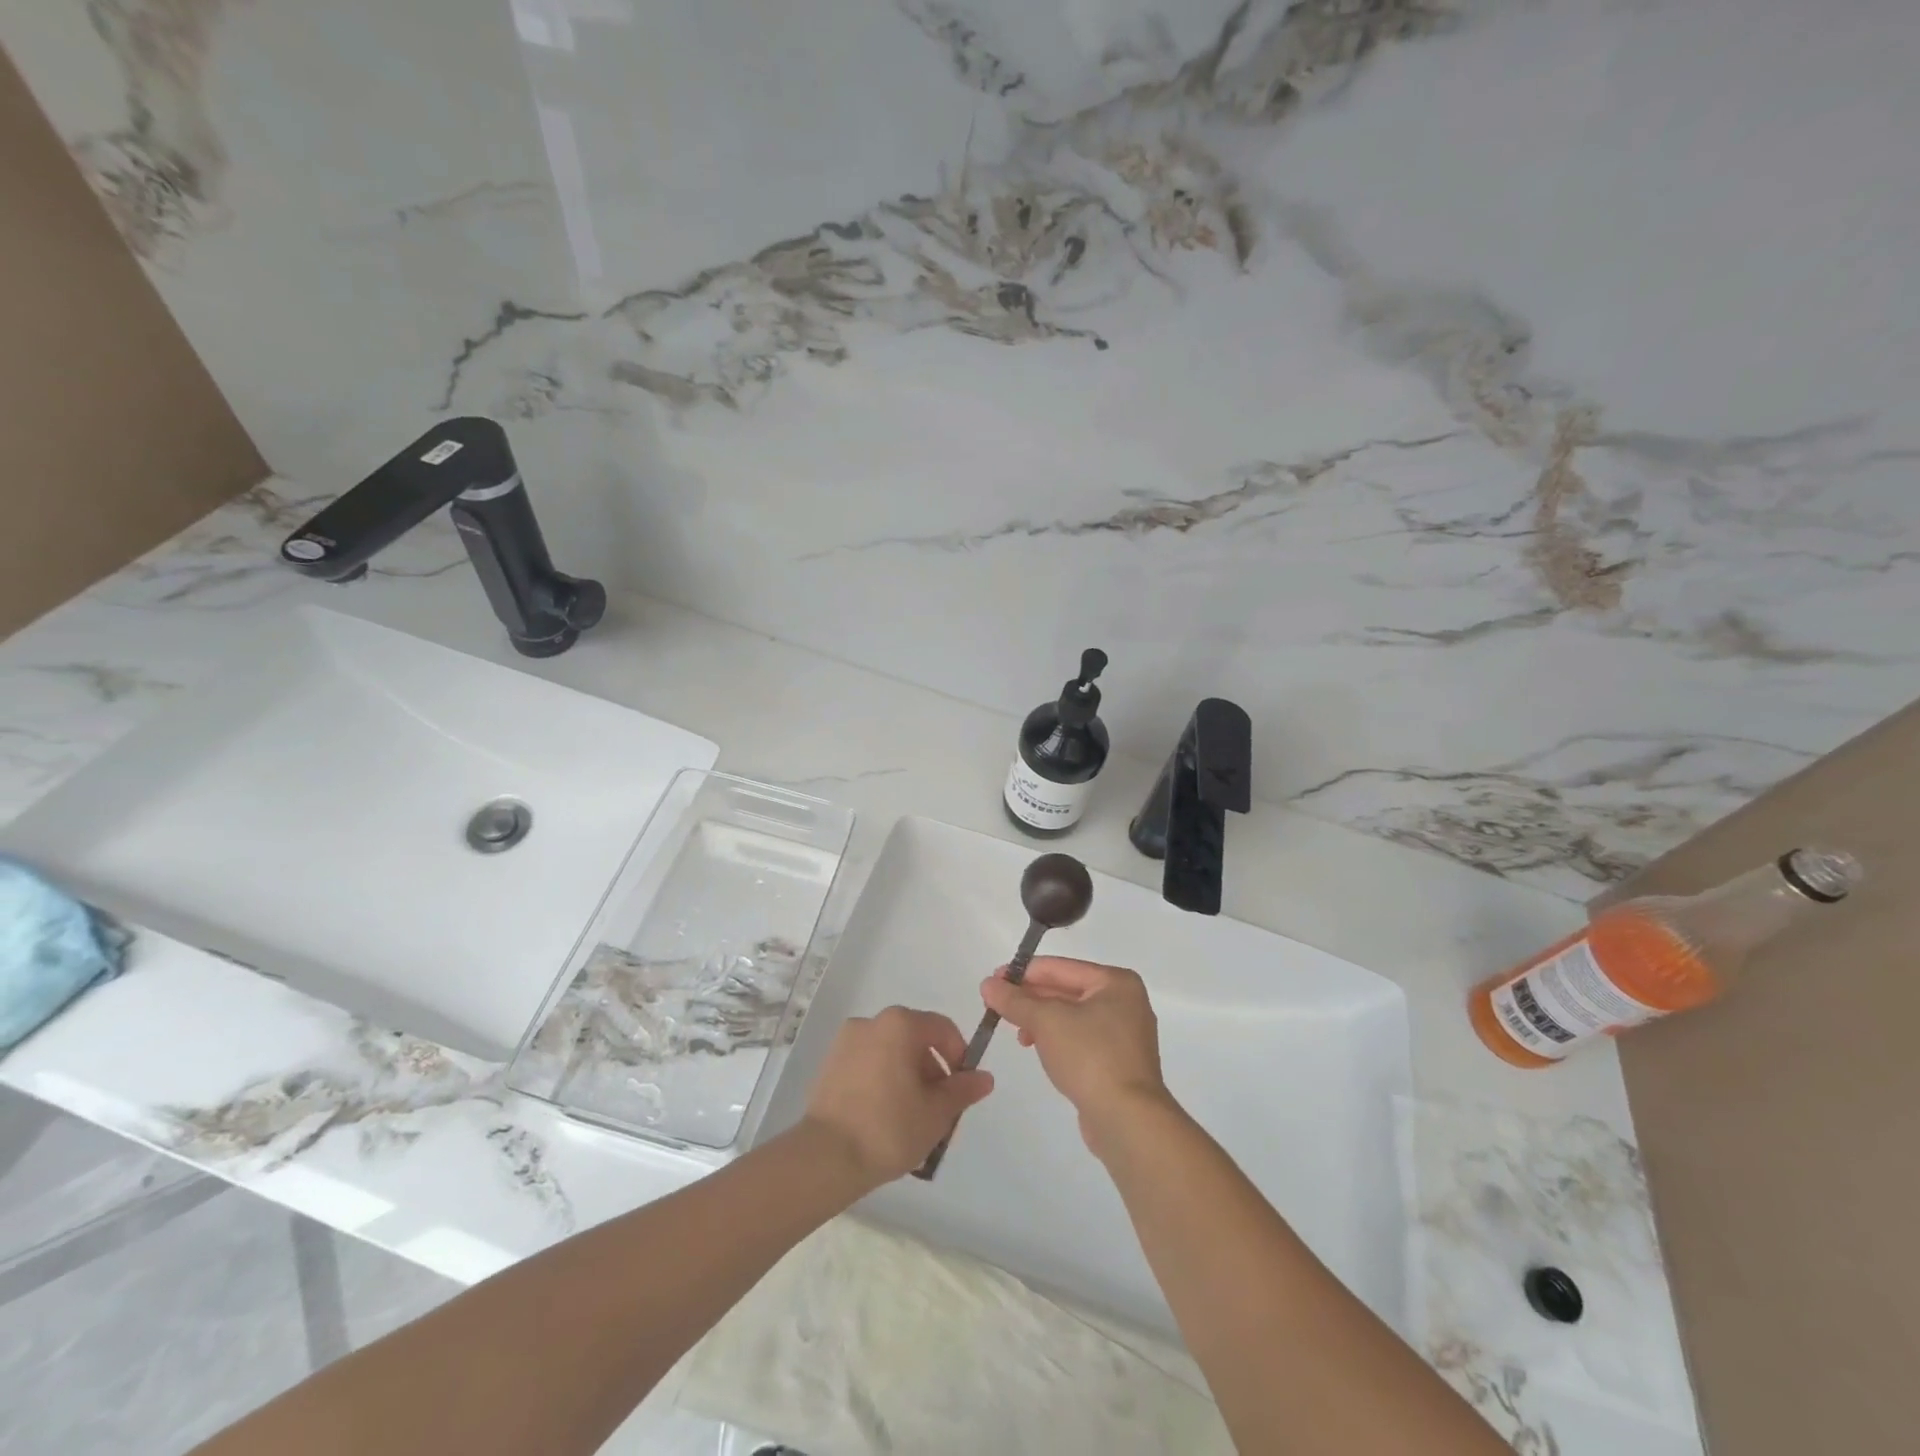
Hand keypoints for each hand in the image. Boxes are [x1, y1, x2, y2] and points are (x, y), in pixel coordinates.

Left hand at [801, 1006, 994, 1186]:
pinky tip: (885, 1119)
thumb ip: (963, 1090)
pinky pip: (868, 1065)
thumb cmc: (889, 1128)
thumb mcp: (937, 1113)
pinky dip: (883, 1082)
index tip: (962, 1089)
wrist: (825, 1157)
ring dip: (908, 1078)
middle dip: (933, 1072)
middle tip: (939, 1111)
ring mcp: (846, 1042)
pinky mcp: (829, 1065)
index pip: (942, 1028)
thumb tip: (984, 1077)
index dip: (959, 1056)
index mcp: (900, 1024)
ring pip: (891, 1053)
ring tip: (912, 1120)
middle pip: (915, 1040)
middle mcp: (872, 1022)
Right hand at [979, 958, 1172, 1156]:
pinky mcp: (1118, 1063)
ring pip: (1072, 1017)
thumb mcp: (1046, 1021)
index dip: (1023, 973)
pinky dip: (1057, 1039)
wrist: (1127, 1120)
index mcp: (1116, 982)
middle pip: (1067, 991)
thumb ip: (1015, 1000)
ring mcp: (1124, 1035)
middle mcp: (1125, 1002)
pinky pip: (1080, 1040)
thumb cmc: (1090, 1057)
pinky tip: (1037, 1048)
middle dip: (1031, 998)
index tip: (993, 980)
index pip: (1060, 968)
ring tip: (1017, 1033)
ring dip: (1041, 1021)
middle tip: (996, 1004)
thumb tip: (987, 984)